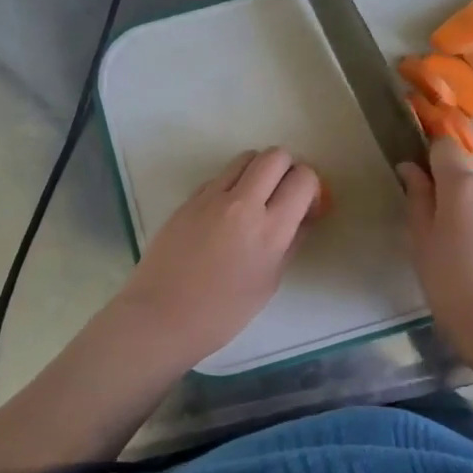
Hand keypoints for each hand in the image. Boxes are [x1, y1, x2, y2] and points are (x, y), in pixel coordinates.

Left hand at [109, 148, 323, 368]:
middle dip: (288, 170)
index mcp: (270, 229)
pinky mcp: (188, 199)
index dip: (312, 188)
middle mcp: (243, 203)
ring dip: (259, 171)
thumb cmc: (222, 313)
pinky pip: (219, 176)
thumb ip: (290, 243)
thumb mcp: (269, 282)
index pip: (303, 179)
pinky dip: (232, 185)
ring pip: (246, 158)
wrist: (161, 317)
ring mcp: (211, 197)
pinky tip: (226, 214)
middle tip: (284, 196)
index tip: (306, 209)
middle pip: (276, 156)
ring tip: (256, 200)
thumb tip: (302, 218)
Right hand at [399, 136, 472, 361]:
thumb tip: (410, 168)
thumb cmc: (451, 285)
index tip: (424, 188)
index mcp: (463, 186)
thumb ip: (417, 200)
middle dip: (457, 204)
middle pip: (469, 184)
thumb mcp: (422, 244)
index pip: (445, 149)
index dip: (432, 162)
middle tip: (447, 244)